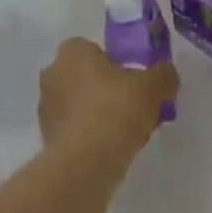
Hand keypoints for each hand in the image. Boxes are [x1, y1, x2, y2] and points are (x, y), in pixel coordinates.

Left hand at [38, 38, 177, 162]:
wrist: (85, 163)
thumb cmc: (116, 109)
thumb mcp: (152, 87)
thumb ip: (163, 74)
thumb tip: (166, 72)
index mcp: (73, 52)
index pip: (93, 49)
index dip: (114, 64)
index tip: (132, 82)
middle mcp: (52, 73)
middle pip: (84, 76)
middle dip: (103, 88)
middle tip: (130, 106)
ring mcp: (45, 107)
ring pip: (77, 103)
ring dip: (95, 113)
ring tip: (123, 133)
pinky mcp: (45, 138)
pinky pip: (72, 129)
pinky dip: (88, 135)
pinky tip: (109, 150)